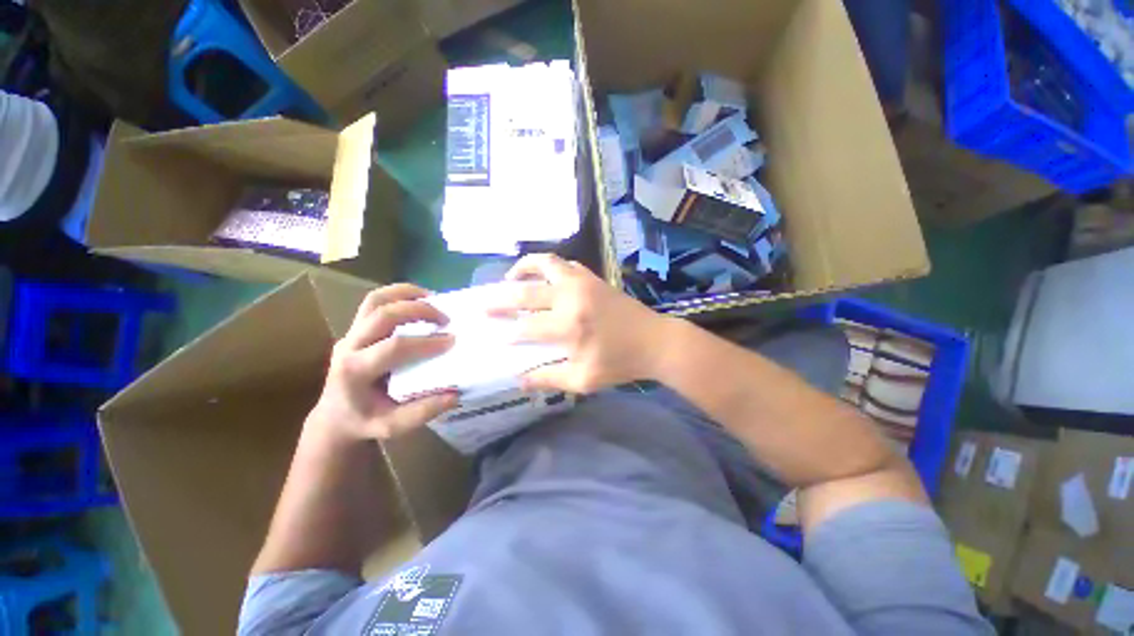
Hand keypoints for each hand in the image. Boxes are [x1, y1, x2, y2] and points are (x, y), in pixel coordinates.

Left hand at [307, 284, 457, 444]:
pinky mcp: (355, 328)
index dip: (425, 342)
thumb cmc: (364, 422)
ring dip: (406, 294)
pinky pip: (375, 302)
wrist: (334, 417)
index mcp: (355, 372)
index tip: (451, 341)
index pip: (393, 347)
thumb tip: (454, 394)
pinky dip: (399, 295)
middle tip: (445, 318)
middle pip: (382, 314)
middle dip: (418, 310)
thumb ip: (422, 412)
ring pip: (375, 300)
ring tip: (433, 299)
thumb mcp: (392, 426)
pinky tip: (419, 300)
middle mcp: (349, 347)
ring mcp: (349, 334)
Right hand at [492, 254, 674, 392]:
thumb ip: (549, 378)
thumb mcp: (583, 380)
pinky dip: (548, 266)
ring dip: (522, 269)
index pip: (526, 328)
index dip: (509, 334)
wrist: (655, 342)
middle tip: (484, 304)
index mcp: (568, 327)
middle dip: (500, 300)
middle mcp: (570, 298)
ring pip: (544, 264)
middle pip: (525, 293)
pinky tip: (543, 277)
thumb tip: (518, 380)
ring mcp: (582, 283)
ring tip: (510, 279)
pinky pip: (565, 264)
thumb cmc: (620, 364)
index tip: (499, 338)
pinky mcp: (593, 278)